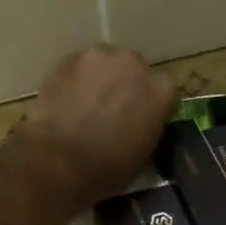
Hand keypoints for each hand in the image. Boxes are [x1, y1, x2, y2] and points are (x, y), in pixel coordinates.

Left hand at [16, 45, 177, 204]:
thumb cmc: (108, 167)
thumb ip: (147, 130)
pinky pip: (77, 67)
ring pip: (104, 64)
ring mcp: (100, 57)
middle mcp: (135, 64)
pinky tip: (65, 100)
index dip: (152, 107)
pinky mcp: (68, 59)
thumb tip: (138, 127)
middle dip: (125, 85)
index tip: (142, 120)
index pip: (164, 93)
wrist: (60, 159)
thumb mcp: (143, 155)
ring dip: (99, 78)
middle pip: (134, 70)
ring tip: (85, 104)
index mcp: (162, 90)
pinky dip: (74, 80)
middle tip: (111, 110)